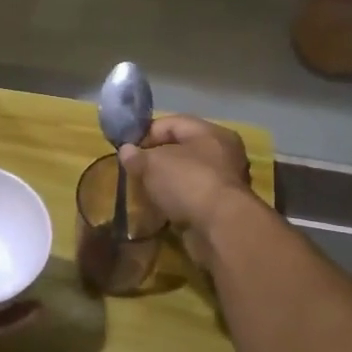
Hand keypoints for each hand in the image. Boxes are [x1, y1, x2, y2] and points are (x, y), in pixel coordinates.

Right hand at [117, 115, 253, 264]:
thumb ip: (137, 156)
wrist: (220, 228)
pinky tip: (160, 210)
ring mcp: (225, 182)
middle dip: (156, 160)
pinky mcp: (222, 208)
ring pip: (188, 175)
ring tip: (144, 192)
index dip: (146, 134)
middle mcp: (224, 153)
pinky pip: (193, 197)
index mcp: (211, 133)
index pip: (173, 123)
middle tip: (135, 172)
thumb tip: (126, 151)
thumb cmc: (188, 182)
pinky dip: (176, 201)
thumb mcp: (153, 164)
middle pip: (182, 149)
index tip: (128, 151)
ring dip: (166, 183)